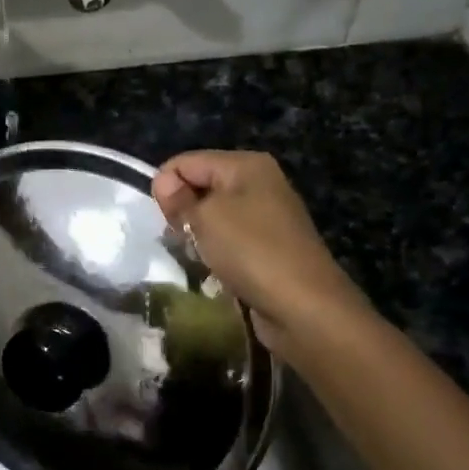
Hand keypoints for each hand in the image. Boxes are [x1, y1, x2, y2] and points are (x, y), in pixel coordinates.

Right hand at [152, 150, 367, 358]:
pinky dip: (215, 252)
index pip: (185, 162)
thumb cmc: (251, 251)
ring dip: (197, 235)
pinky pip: (229, 240)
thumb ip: (178, 197)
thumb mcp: (205, 218)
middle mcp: (259, 183)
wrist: (304, 307)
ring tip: (196, 256)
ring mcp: (266, 216)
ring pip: (212, 216)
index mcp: (246, 164)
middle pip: (200, 186)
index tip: (164, 219)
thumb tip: (163, 182)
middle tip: (179, 239)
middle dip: (182, 211)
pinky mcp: (268, 247)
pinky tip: (214, 269)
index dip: (166, 187)